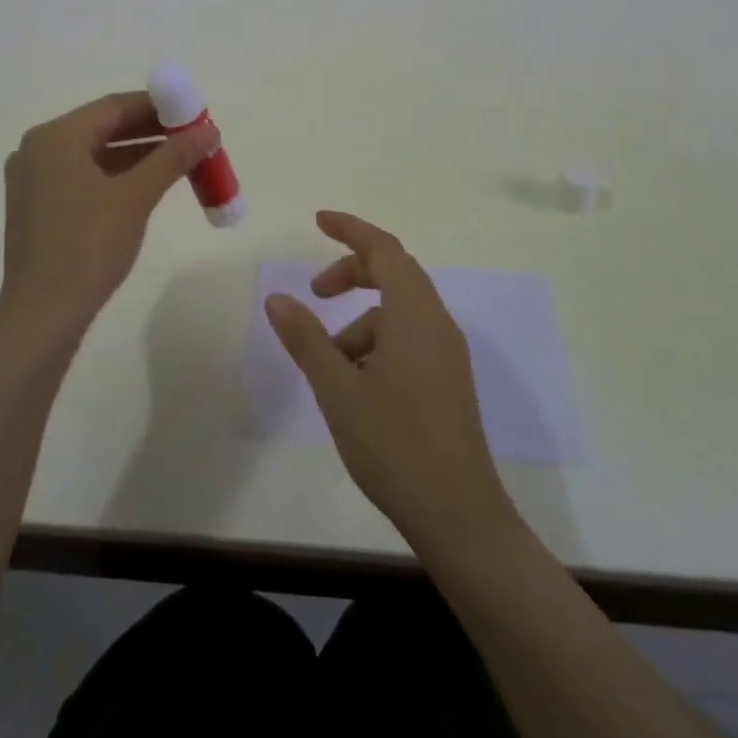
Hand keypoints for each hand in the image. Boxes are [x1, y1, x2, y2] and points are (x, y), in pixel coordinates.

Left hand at [0, 91, 218, 337]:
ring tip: (180, 159)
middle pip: (103, 127)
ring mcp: (34, 179)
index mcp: (55, 137)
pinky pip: (83, 176)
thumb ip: (173, 157)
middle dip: (150, 131)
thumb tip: (210, 130)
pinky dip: (116, 175)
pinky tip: (147, 184)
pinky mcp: (37, 207)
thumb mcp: (136, 196)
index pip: (114, 106)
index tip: (194, 112)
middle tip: (192, 137)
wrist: (43, 315)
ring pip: (94, 154)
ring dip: (136, 154)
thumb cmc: (88, 246)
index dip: (158, 106)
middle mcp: (38, 149)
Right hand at [267, 211, 515, 549]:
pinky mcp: (448, 380)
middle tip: (315, 293)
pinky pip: (409, 339)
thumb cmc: (395, 444)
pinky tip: (356, 386)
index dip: (351, 229)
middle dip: (351, 274)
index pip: (384, 250)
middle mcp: (437, 324)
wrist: (459, 517)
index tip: (319, 221)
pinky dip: (377, 344)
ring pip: (398, 313)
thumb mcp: (338, 389)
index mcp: (415, 315)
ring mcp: (447, 354)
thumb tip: (277, 298)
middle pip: (395, 274)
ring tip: (330, 366)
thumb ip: (306, 339)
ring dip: (360, 322)